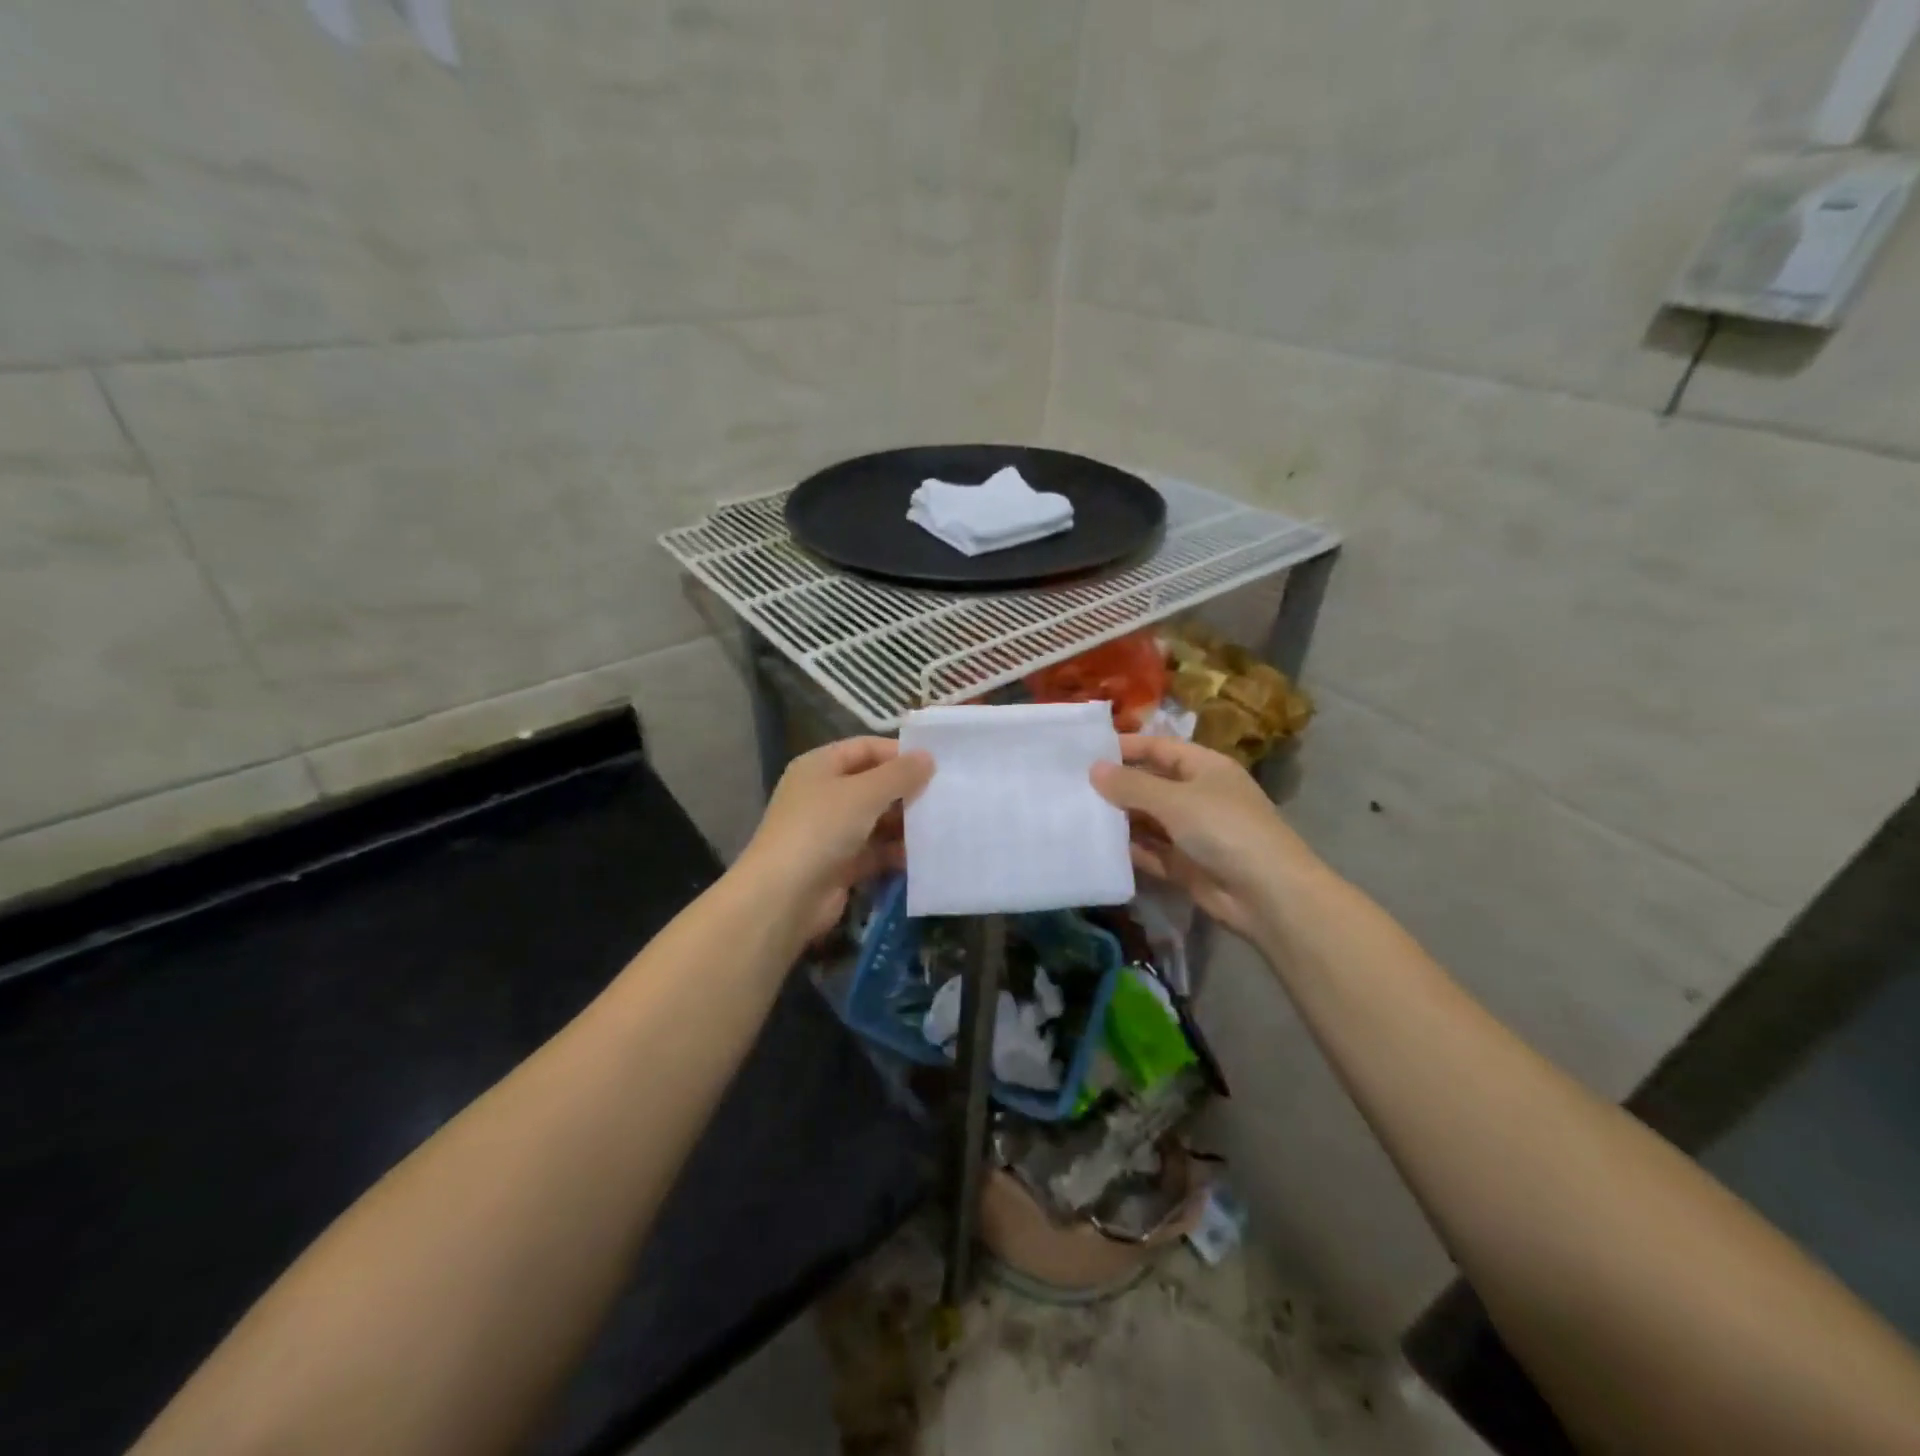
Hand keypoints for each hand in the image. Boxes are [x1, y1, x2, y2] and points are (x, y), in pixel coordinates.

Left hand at [737, 737, 933, 941]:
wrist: (784, 897)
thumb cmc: (822, 829)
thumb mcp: (864, 793)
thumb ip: (900, 774)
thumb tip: (927, 757)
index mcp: (820, 767)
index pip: (865, 748)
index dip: (898, 753)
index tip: (936, 764)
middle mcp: (824, 795)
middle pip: (872, 785)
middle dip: (906, 790)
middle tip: (946, 795)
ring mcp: (831, 832)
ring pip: (877, 820)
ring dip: (905, 823)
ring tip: (942, 824)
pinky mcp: (840, 865)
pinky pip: (875, 852)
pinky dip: (896, 852)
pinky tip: (925, 855)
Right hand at [1091, 735, 1324, 941]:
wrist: (1268, 895)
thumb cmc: (1224, 829)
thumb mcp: (1175, 800)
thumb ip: (1132, 786)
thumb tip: (1094, 769)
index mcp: (1205, 768)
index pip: (1159, 748)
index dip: (1126, 747)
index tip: (1085, 752)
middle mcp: (1198, 796)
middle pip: (1150, 784)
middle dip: (1116, 786)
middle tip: (1071, 786)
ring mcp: (1192, 832)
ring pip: (1147, 820)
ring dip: (1119, 819)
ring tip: (1076, 815)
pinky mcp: (1185, 865)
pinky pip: (1150, 852)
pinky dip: (1129, 850)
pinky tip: (1097, 847)